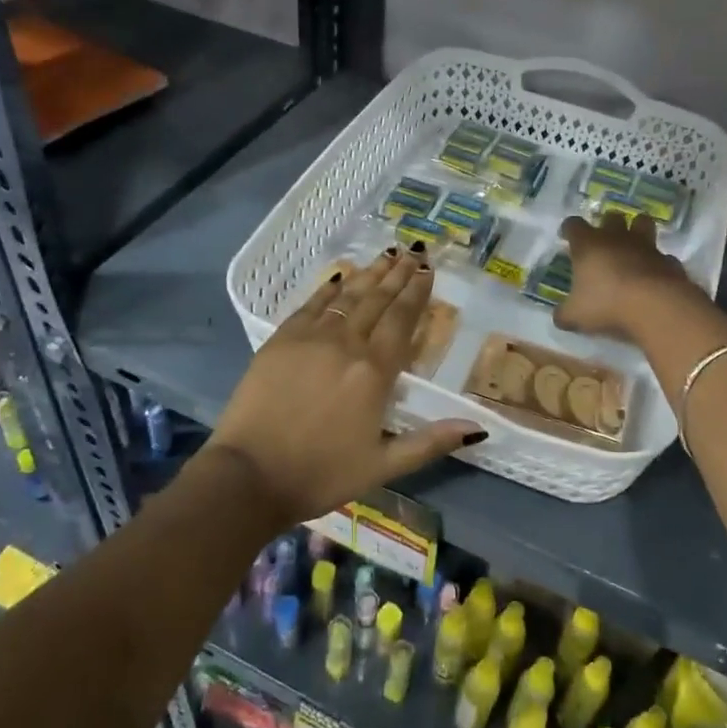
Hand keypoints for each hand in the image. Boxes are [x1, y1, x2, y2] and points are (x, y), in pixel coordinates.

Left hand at [210, 249, 485, 523]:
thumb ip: (430, 442)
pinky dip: (328, 289)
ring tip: (386, 255)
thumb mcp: (382, 466)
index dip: (416, 293)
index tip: (427, 270)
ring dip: (369, 274)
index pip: (402, 321)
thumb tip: (477, 427)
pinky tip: (339, 277)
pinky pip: (310, 305)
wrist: (249, 476)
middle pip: (377, 300)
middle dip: (398, 274)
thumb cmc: (321, 474)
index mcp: (374, 372)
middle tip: (413, 251)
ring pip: (347, 296)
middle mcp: (346, 344)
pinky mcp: (280, 340)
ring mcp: (310, 338)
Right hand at [557, 212, 699, 340]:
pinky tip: (655, 276)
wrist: (656, 307)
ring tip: (633, 247)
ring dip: (638, 230)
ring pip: (644, 224)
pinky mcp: (669, 261)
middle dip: (607, 224)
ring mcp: (647, 247)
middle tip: (603, 241)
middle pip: (612, 216)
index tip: (567, 237)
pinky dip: (659, 264)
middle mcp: (617, 238)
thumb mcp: (576, 315)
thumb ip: (565, 314)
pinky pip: (664, 257)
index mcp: (588, 245)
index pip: (574, 225)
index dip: (570, 229)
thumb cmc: (606, 304)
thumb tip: (559, 317)